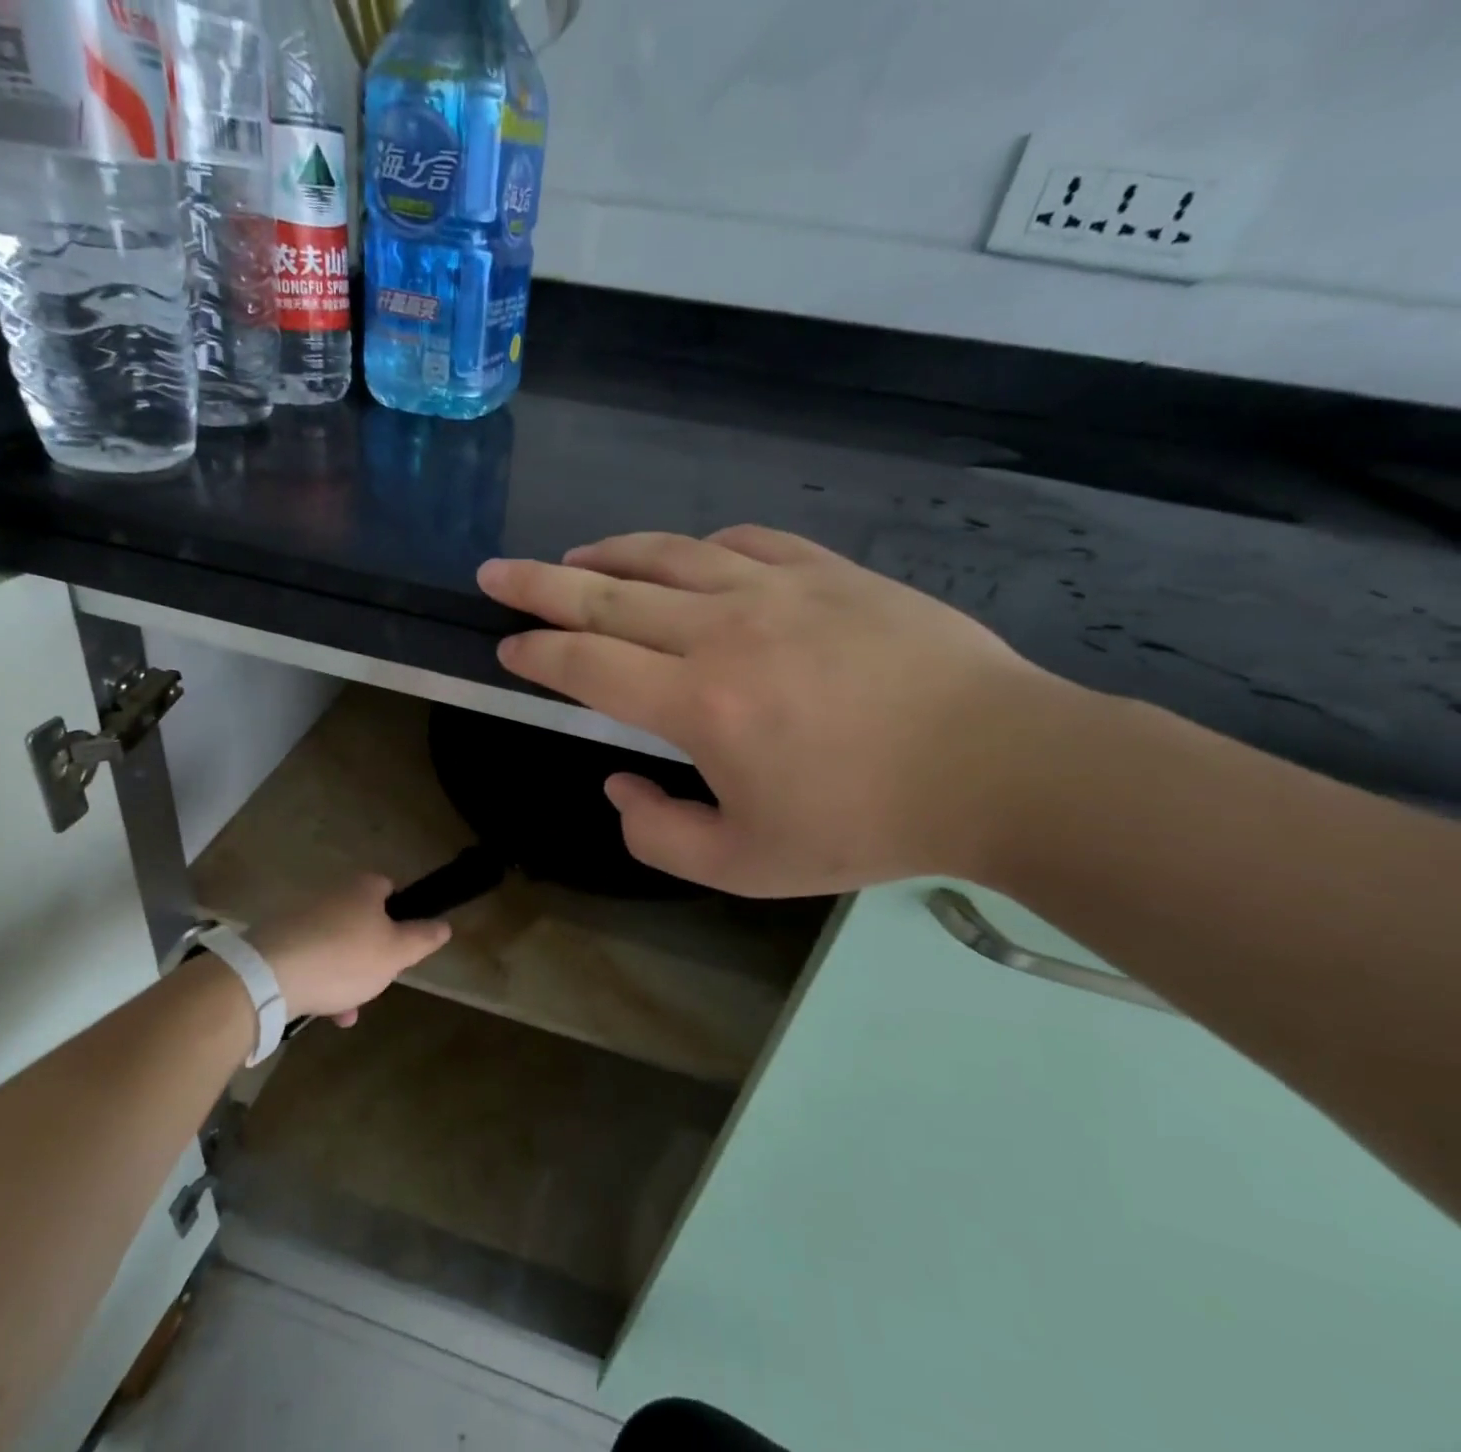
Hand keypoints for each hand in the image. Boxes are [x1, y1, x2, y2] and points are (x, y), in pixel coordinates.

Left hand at [246, 873, 450, 1025]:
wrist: (267, 976)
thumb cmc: (343, 958)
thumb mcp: (396, 953)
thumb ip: (423, 938)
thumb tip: (444, 925)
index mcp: (362, 887)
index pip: (390, 889)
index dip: (401, 916)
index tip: (402, 946)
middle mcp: (331, 892)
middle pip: (361, 920)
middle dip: (371, 953)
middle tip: (377, 980)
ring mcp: (300, 915)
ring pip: (335, 944)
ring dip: (345, 974)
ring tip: (349, 1009)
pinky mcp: (276, 940)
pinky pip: (308, 958)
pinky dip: (319, 980)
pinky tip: (324, 1011)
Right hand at [477, 526, 1067, 896]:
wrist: (998, 765)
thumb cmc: (865, 824)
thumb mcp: (747, 868)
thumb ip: (659, 835)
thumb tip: (618, 785)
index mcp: (699, 703)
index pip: (587, 666)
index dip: (537, 654)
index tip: (507, 647)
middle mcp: (724, 630)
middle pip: (607, 596)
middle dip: (539, 584)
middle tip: (495, 572)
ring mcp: (779, 589)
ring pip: (668, 555)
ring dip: (608, 554)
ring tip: (574, 556)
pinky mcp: (829, 571)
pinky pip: (744, 543)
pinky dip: (699, 549)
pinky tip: (687, 558)